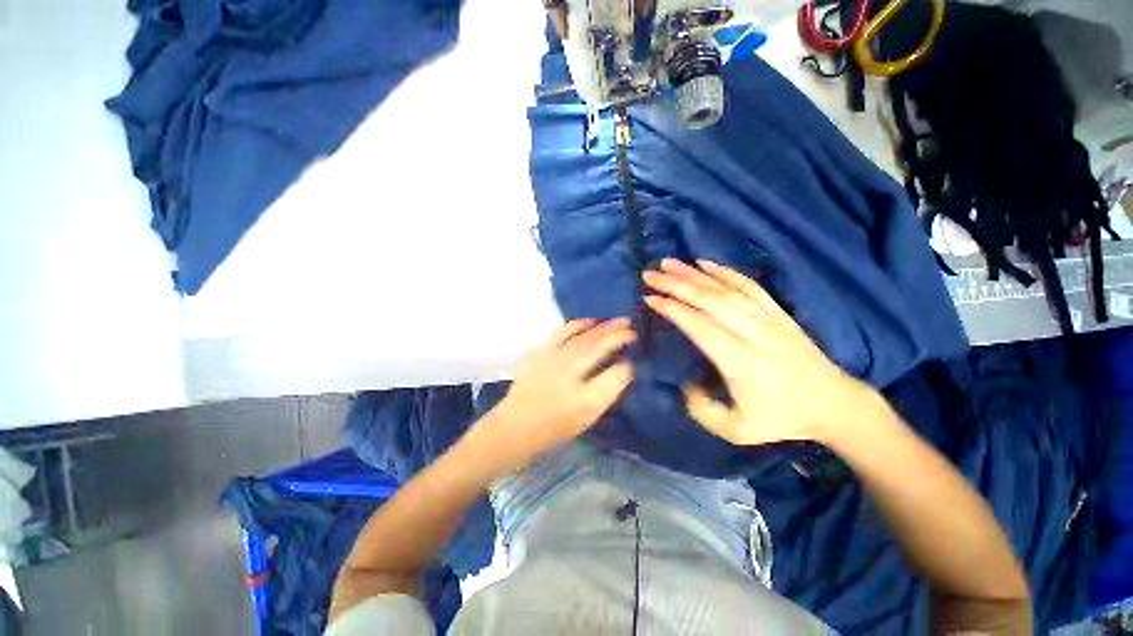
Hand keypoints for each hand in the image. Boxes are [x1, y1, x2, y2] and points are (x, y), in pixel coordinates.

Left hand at [486, 318, 635, 461]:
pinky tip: (588, 321)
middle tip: (631, 327)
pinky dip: (577, 325)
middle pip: (598, 347)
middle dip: (617, 334)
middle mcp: (570, 374)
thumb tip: (622, 368)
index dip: (627, 362)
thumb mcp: (588, 417)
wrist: (516, 426)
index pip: (616, 373)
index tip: (633, 351)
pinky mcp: (539, 353)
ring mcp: (552, 360)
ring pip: (582, 337)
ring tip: (616, 321)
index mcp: (586, 399)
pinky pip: (561, 332)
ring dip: (602, 327)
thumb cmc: (555, 427)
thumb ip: (606, 392)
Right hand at [643, 258, 874, 445]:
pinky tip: (705, 263)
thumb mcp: (737, 431)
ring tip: (668, 263)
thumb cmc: (781, 418)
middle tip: (649, 274)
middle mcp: (754, 333)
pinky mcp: (778, 312)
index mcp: (741, 362)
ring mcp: (769, 318)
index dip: (672, 309)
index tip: (649, 299)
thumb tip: (684, 381)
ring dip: (693, 273)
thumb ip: (702, 409)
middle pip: (709, 300)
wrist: (834, 404)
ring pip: (726, 288)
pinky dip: (725, 271)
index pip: (699, 326)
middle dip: (675, 284)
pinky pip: (749, 285)